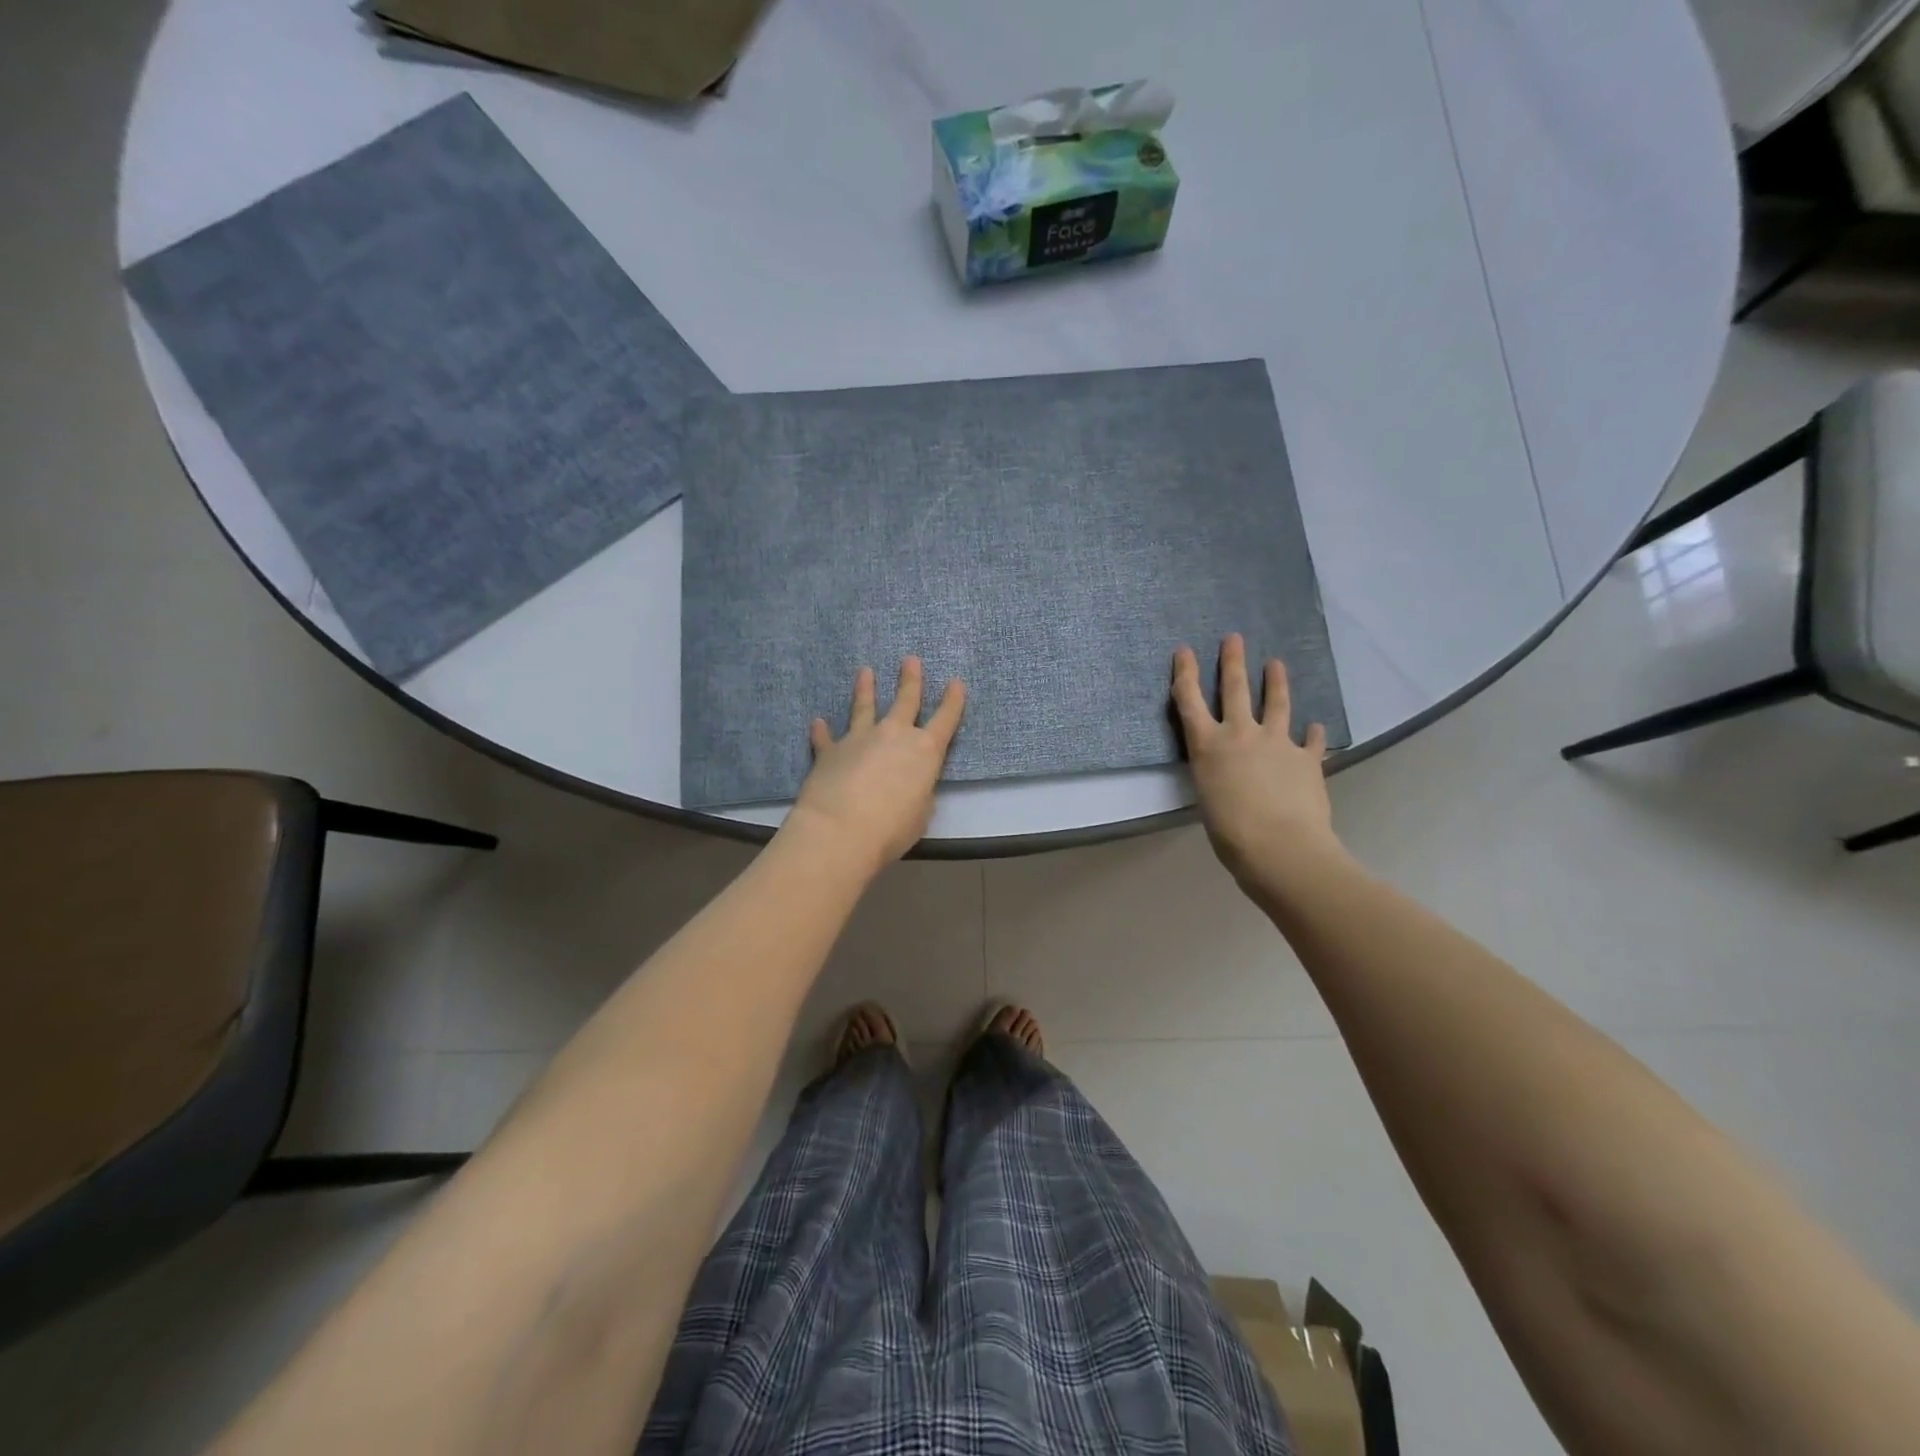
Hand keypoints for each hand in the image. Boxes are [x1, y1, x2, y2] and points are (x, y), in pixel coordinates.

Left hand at [787, 657, 965, 872]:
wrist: (841, 829)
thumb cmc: (892, 827)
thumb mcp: (921, 813)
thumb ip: (919, 792)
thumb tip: (910, 783)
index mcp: (925, 751)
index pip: (945, 720)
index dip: (953, 701)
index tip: (956, 682)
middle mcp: (894, 735)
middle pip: (905, 700)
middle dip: (911, 679)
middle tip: (911, 659)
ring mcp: (859, 739)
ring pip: (864, 707)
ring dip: (865, 689)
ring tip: (865, 672)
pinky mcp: (830, 751)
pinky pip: (826, 737)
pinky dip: (822, 731)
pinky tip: (818, 722)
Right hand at [1172, 634, 1342, 888]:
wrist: (1280, 847)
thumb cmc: (1230, 832)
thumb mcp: (1207, 796)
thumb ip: (1216, 774)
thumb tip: (1230, 773)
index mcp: (1208, 746)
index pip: (1190, 701)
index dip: (1186, 673)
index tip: (1184, 650)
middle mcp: (1240, 734)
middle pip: (1235, 689)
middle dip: (1232, 661)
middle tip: (1234, 638)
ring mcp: (1277, 743)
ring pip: (1277, 704)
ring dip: (1276, 682)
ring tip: (1276, 664)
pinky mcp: (1306, 759)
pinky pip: (1311, 741)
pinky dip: (1313, 734)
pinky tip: (1316, 727)